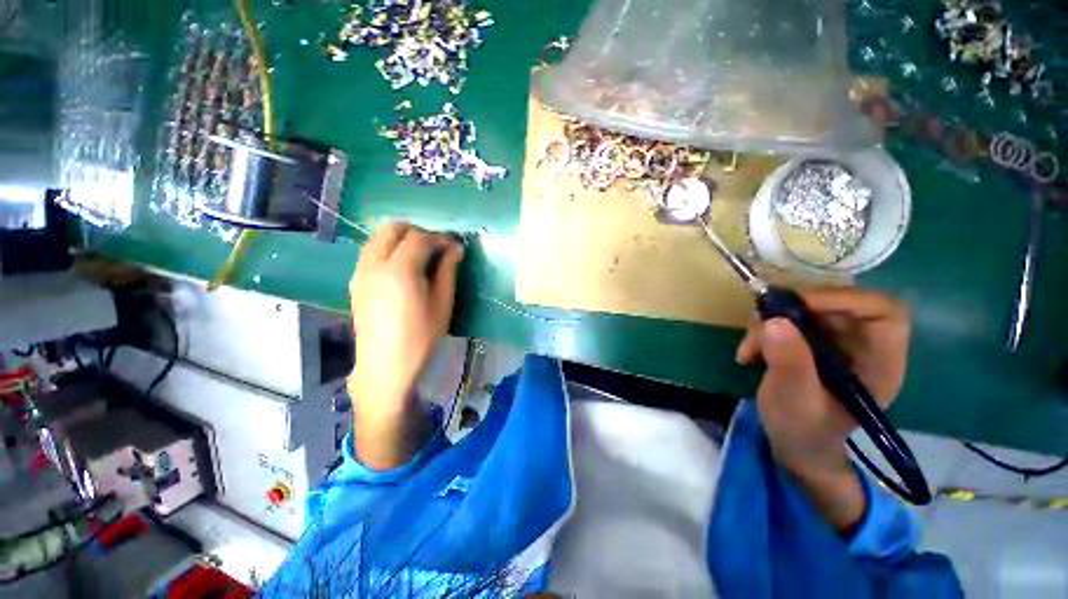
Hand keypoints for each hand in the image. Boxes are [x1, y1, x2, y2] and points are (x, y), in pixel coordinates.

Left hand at [347, 222, 463, 467]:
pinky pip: (371, 253)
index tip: (454, 246)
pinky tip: (402, 269)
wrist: (385, 366)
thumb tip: (456, 247)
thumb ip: (448, 271)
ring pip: (377, 238)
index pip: (419, 238)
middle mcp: (374, 264)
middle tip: (436, 247)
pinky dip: (388, 250)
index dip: (439, 237)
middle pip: (392, 229)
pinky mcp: (355, 282)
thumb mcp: (442, 304)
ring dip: (400, 239)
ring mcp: (360, 272)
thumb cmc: (421, 337)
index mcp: (399, 270)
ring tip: (420, 256)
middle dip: (416, 231)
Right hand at [736, 289, 910, 529]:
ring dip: (771, 321)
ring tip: (749, 347)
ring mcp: (837, 343)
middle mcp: (863, 346)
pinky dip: (765, 329)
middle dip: (793, 311)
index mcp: (880, 362)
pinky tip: (750, 351)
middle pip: (838, 304)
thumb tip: (774, 321)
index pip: (883, 311)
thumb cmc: (804, 430)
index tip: (798, 307)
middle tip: (761, 325)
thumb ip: (789, 362)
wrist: (795, 445)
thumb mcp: (794, 400)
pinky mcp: (813, 343)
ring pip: (807, 309)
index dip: (844, 300)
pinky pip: (790, 320)